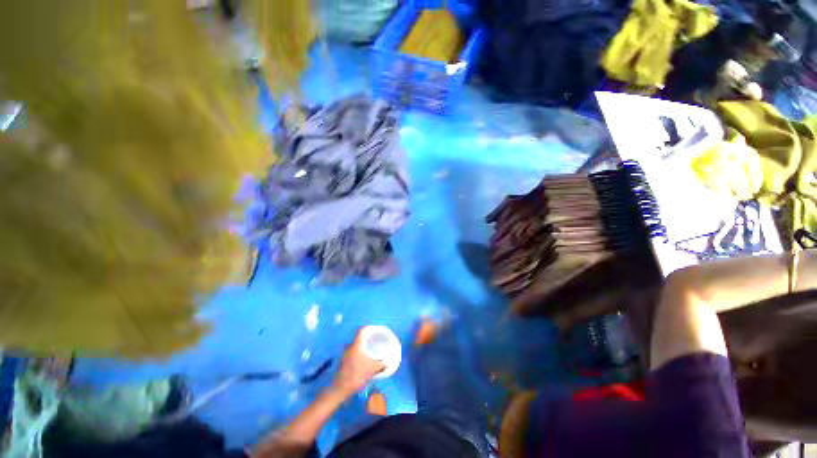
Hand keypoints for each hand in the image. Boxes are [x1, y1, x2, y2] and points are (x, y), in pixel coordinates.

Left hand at [332, 329, 385, 397]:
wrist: (340, 389)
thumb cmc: (357, 375)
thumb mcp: (372, 369)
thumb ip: (381, 364)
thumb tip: (388, 362)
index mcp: (356, 344)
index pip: (362, 330)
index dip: (370, 327)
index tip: (376, 329)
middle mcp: (349, 346)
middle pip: (359, 337)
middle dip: (368, 337)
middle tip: (376, 339)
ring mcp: (345, 354)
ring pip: (356, 345)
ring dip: (363, 346)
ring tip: (371, 349)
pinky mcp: (343, 361)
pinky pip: (353, 352)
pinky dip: (359, 352)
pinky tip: (365, 359)